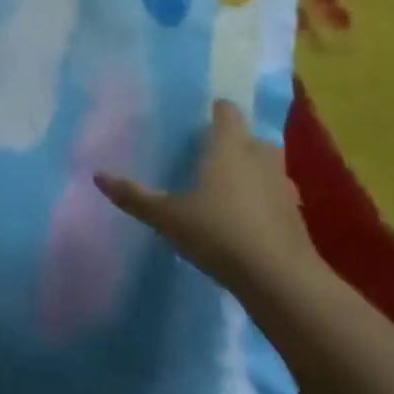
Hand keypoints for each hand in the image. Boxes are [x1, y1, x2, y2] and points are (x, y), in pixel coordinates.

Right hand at [94, 100, 322, 301]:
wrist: (281, 281)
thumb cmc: (219, 233)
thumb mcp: (167, 217)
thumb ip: (134, 195)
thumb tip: (97, 175)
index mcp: (228, 146)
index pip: (226, 111)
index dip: (214, 111)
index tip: (196, 119)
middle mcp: (259, 157)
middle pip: (250, 136)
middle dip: (234, 141)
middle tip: (207, 154)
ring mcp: (283, 187)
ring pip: (268, 166)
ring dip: (253, 170)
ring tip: (227, 186)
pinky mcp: (296, 218)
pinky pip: (277, 196)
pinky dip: (264, 200)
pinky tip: (246, 219)